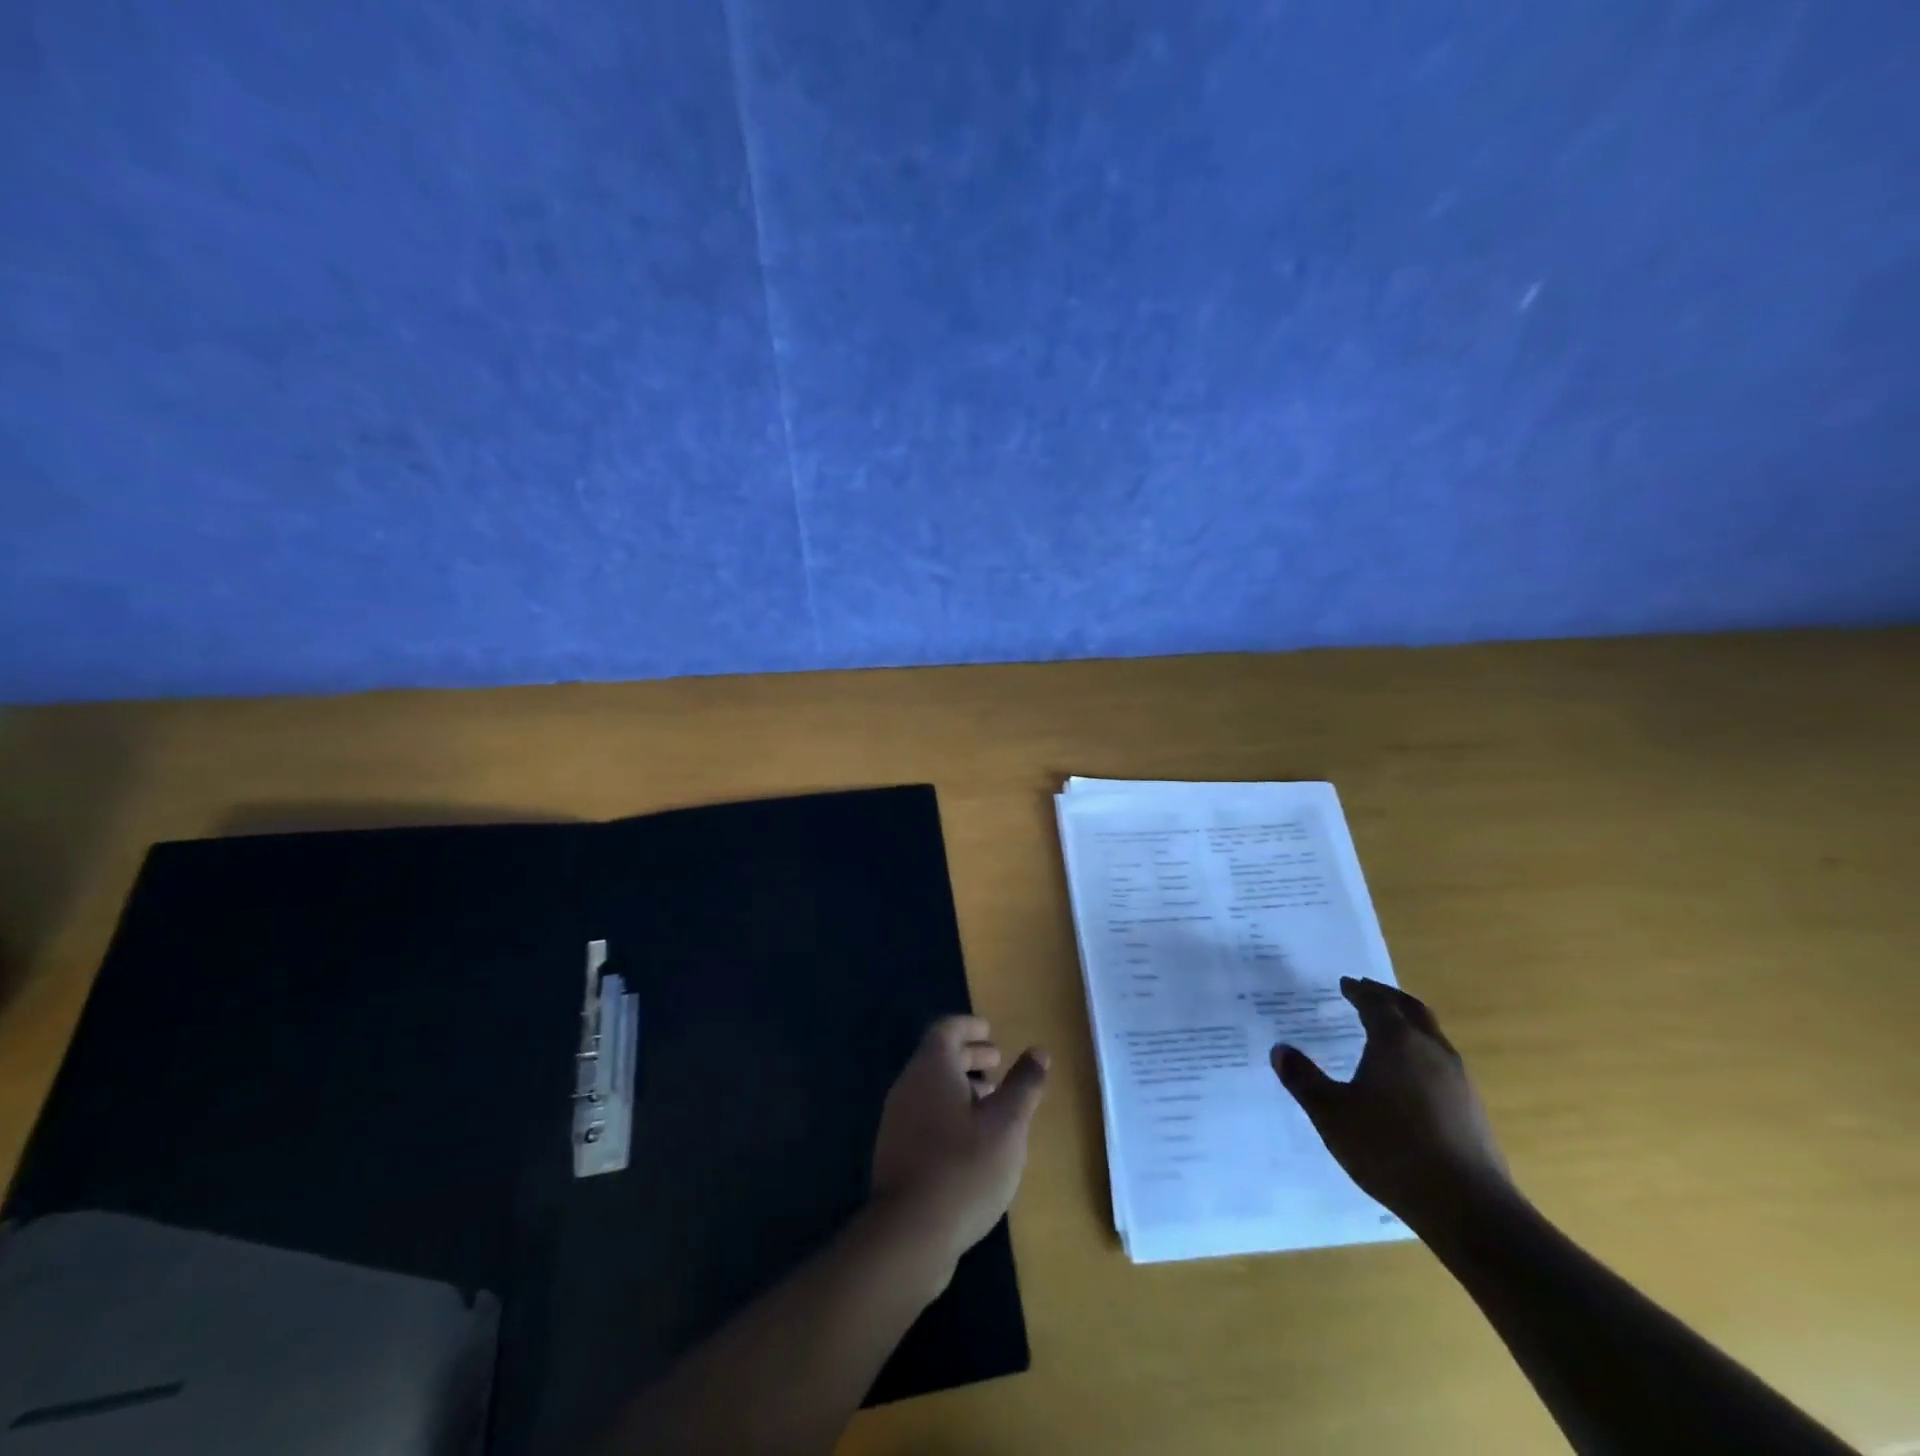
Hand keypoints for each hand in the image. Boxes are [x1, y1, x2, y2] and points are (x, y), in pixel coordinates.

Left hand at [871, 1017, 1048, 1275]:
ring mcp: (897, 1120)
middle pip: (938, 1058)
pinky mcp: (896, 1151)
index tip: (991, 1031)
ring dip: (961, 1086)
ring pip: (931, 1088)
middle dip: (969, 1056)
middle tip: (998, 1063)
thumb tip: (1038, 1052)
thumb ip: (1024, 1085)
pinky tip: (971, 1140)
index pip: (946, 1030)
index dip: (969, 1027)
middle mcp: (908, 1086)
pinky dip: (949, 1111)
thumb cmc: (964, 1168)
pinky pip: (924, 1114)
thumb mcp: (1007, 1125)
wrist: (908, 1234)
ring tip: (992, 1102)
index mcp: (931, 1068)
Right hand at [1271, 977, 1511, 1233]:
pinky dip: (1421, 1052)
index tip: (1345, 984)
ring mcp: (1458, 1079)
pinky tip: (1409, 1077)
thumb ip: (1303, 1079)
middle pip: (1411, 1009)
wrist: (1469, 1208)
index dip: (1358, 991)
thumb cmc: (1390, 1149)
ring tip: (1387, 1031)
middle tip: (1367, 992)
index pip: (1375, 1002)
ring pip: (1431, 1035)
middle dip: (1387, 997)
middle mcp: (1431, 1050)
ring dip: (1408, 1024)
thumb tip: (1279, 1050)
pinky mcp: (1472, 1108)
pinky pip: (1442, 1063)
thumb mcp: (1331, 1114)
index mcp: (1396, 1041)